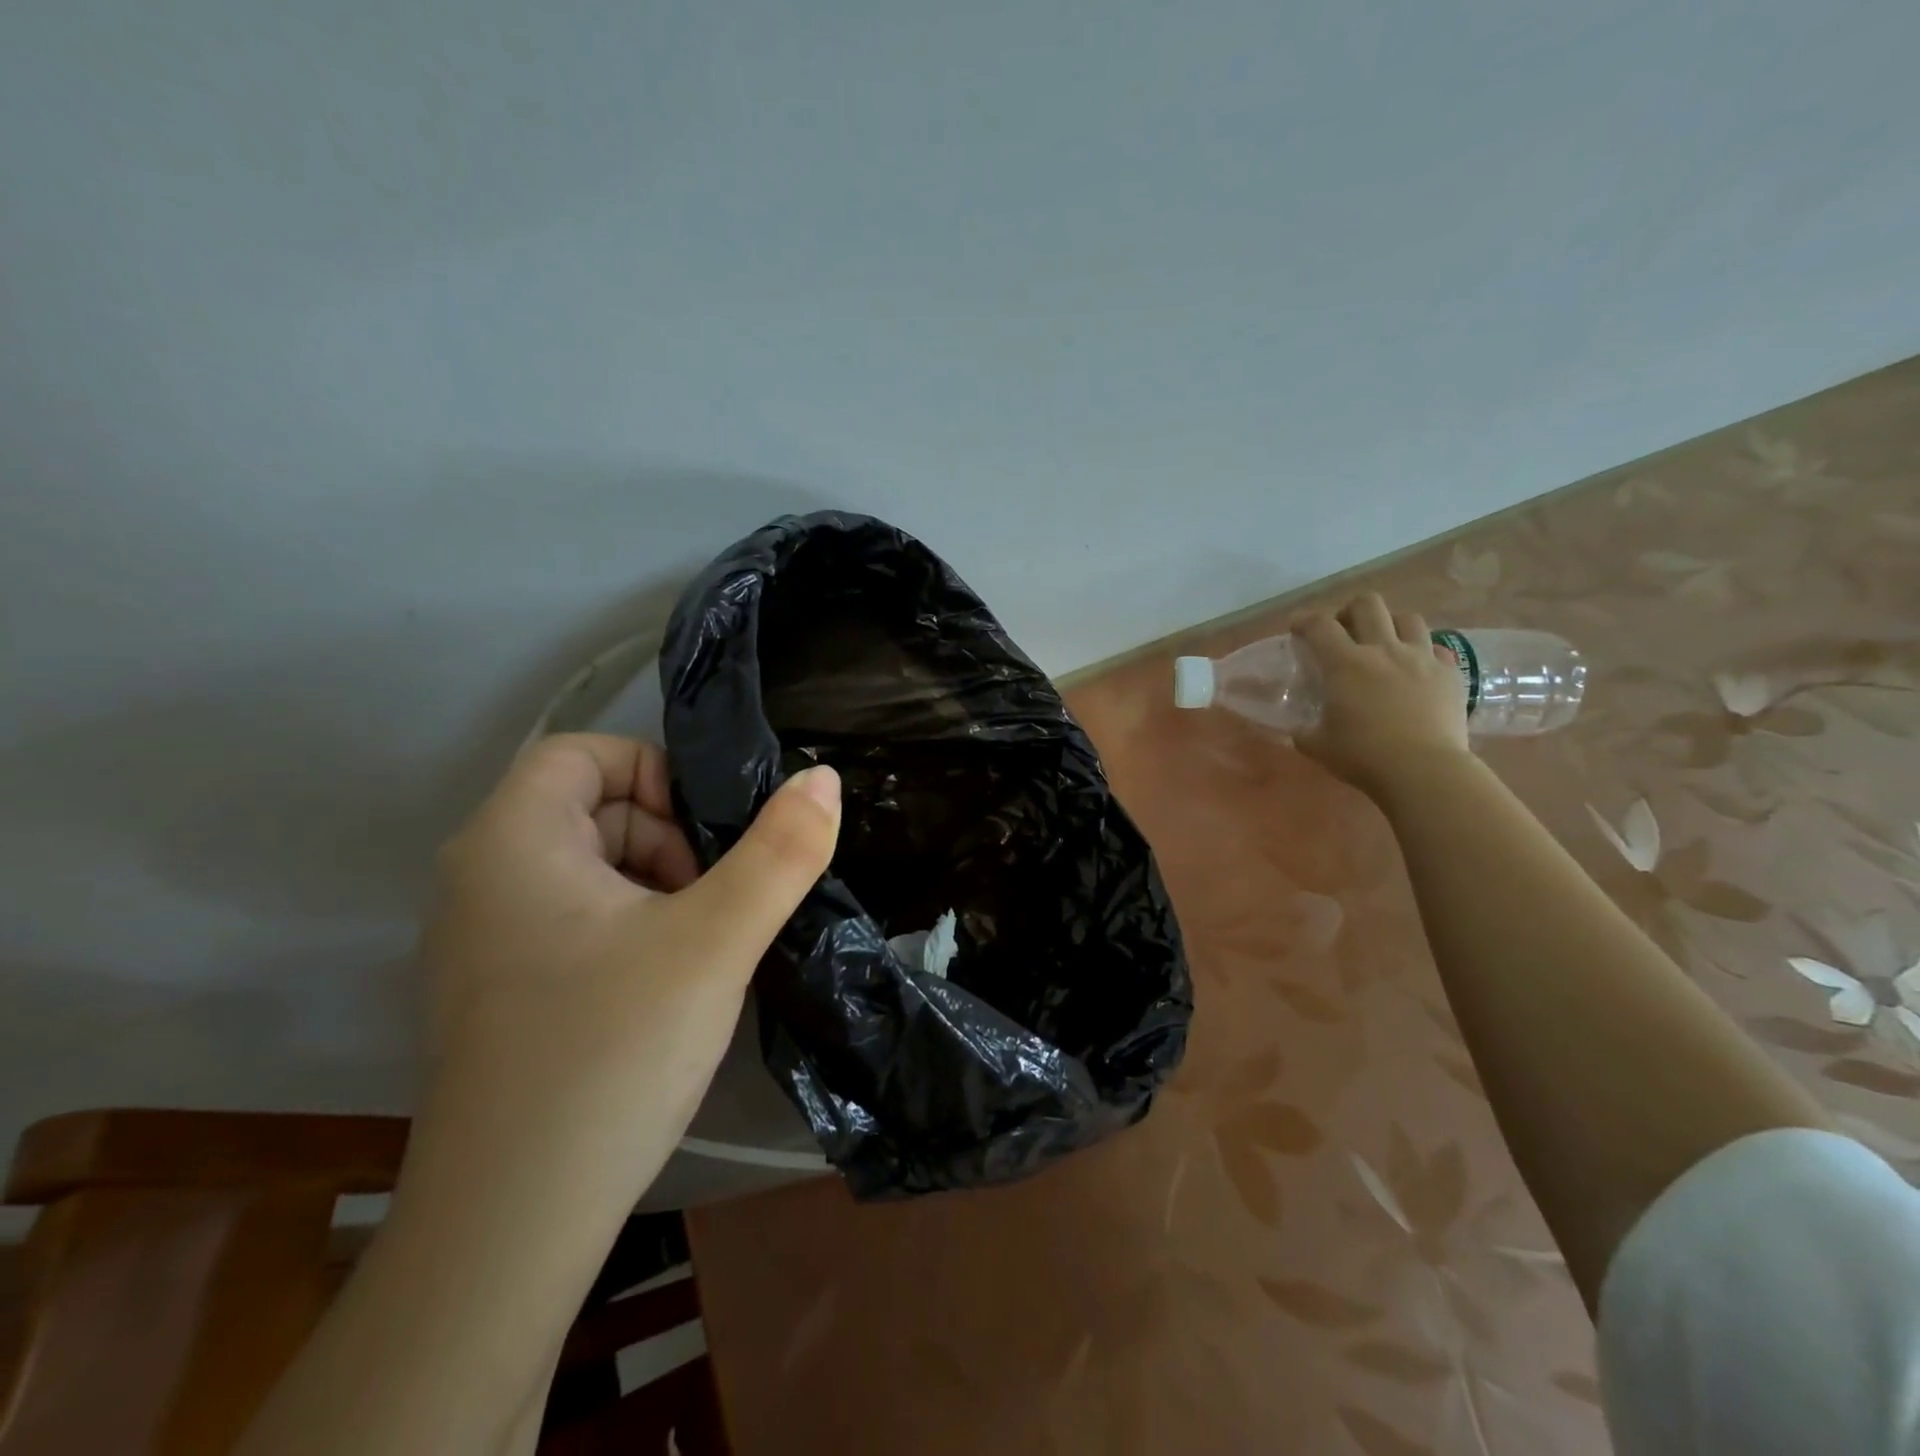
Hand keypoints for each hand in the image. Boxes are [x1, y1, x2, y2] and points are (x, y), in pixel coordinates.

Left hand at [407, 733, 841, 1222]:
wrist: (510, 1230)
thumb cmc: (609, 1054)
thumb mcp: (716, 940)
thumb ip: (781, 852)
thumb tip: (824, 778)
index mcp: (510, 842)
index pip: (583, 753)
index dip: (656, 773)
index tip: (711, 834)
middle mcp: (478, 879)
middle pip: (591, 810)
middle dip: (668, 839)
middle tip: (715, 905)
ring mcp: (480, 942)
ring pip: (588, 869)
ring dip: (657, 888)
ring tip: (698, 950)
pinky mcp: (496, 994)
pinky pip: (574, 921)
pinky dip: (630, 930)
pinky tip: (664, 988)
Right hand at [1293, 594, 1468, 795]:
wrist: (1424, 770)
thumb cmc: (1363, 756)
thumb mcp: (1318, 745)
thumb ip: (1304, 730)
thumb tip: (1297, 728)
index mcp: (1345, 664)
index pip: (1319, 625)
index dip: (1304, 621)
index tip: (1297, 628)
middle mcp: (1383, 650)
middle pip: (1368, 604)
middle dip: (1350, 610)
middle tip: (1344, 630)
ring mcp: (1421, 658)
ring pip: (1408, 618)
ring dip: (1391, 625)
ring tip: (1384, 644)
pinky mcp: (1450, 673)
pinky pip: (1437, 649)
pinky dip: (1424, 652)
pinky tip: (1417, 669)